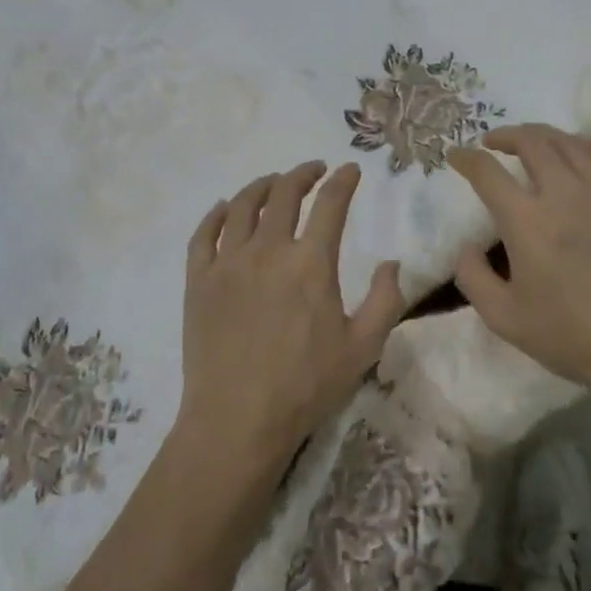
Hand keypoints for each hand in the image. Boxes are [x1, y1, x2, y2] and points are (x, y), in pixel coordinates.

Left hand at [177, 161, 405, 475]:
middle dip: (303, 174)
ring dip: (262, 186)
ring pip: (242, 205)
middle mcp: (268, 249)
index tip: (350, 169)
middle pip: (284, 193)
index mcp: (310, 262)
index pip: (330, 204)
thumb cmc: (305, 386)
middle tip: (314, 170)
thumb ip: (385, 300)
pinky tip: (224, 208)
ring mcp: (228, 262)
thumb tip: (391, 262)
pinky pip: (204, 233)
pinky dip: (216, 214)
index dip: (343, 181)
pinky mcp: (199, 279)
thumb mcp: (362, 348)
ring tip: (273, 183)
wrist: (237, 420)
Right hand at [447, 124, 590, 391]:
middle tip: (493, 142)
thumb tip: (467, 248)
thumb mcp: (505, 319)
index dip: (466, 158)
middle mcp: (564, 193)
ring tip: (530, 142)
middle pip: (531, 142)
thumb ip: (473, 279)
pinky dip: (580, 146)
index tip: (456, 154)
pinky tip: (575, 154)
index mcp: (527, 220)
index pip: (487, 172)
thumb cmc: (574, 336)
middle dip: (505, 135)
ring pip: (568, 142)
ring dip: (541, 135)